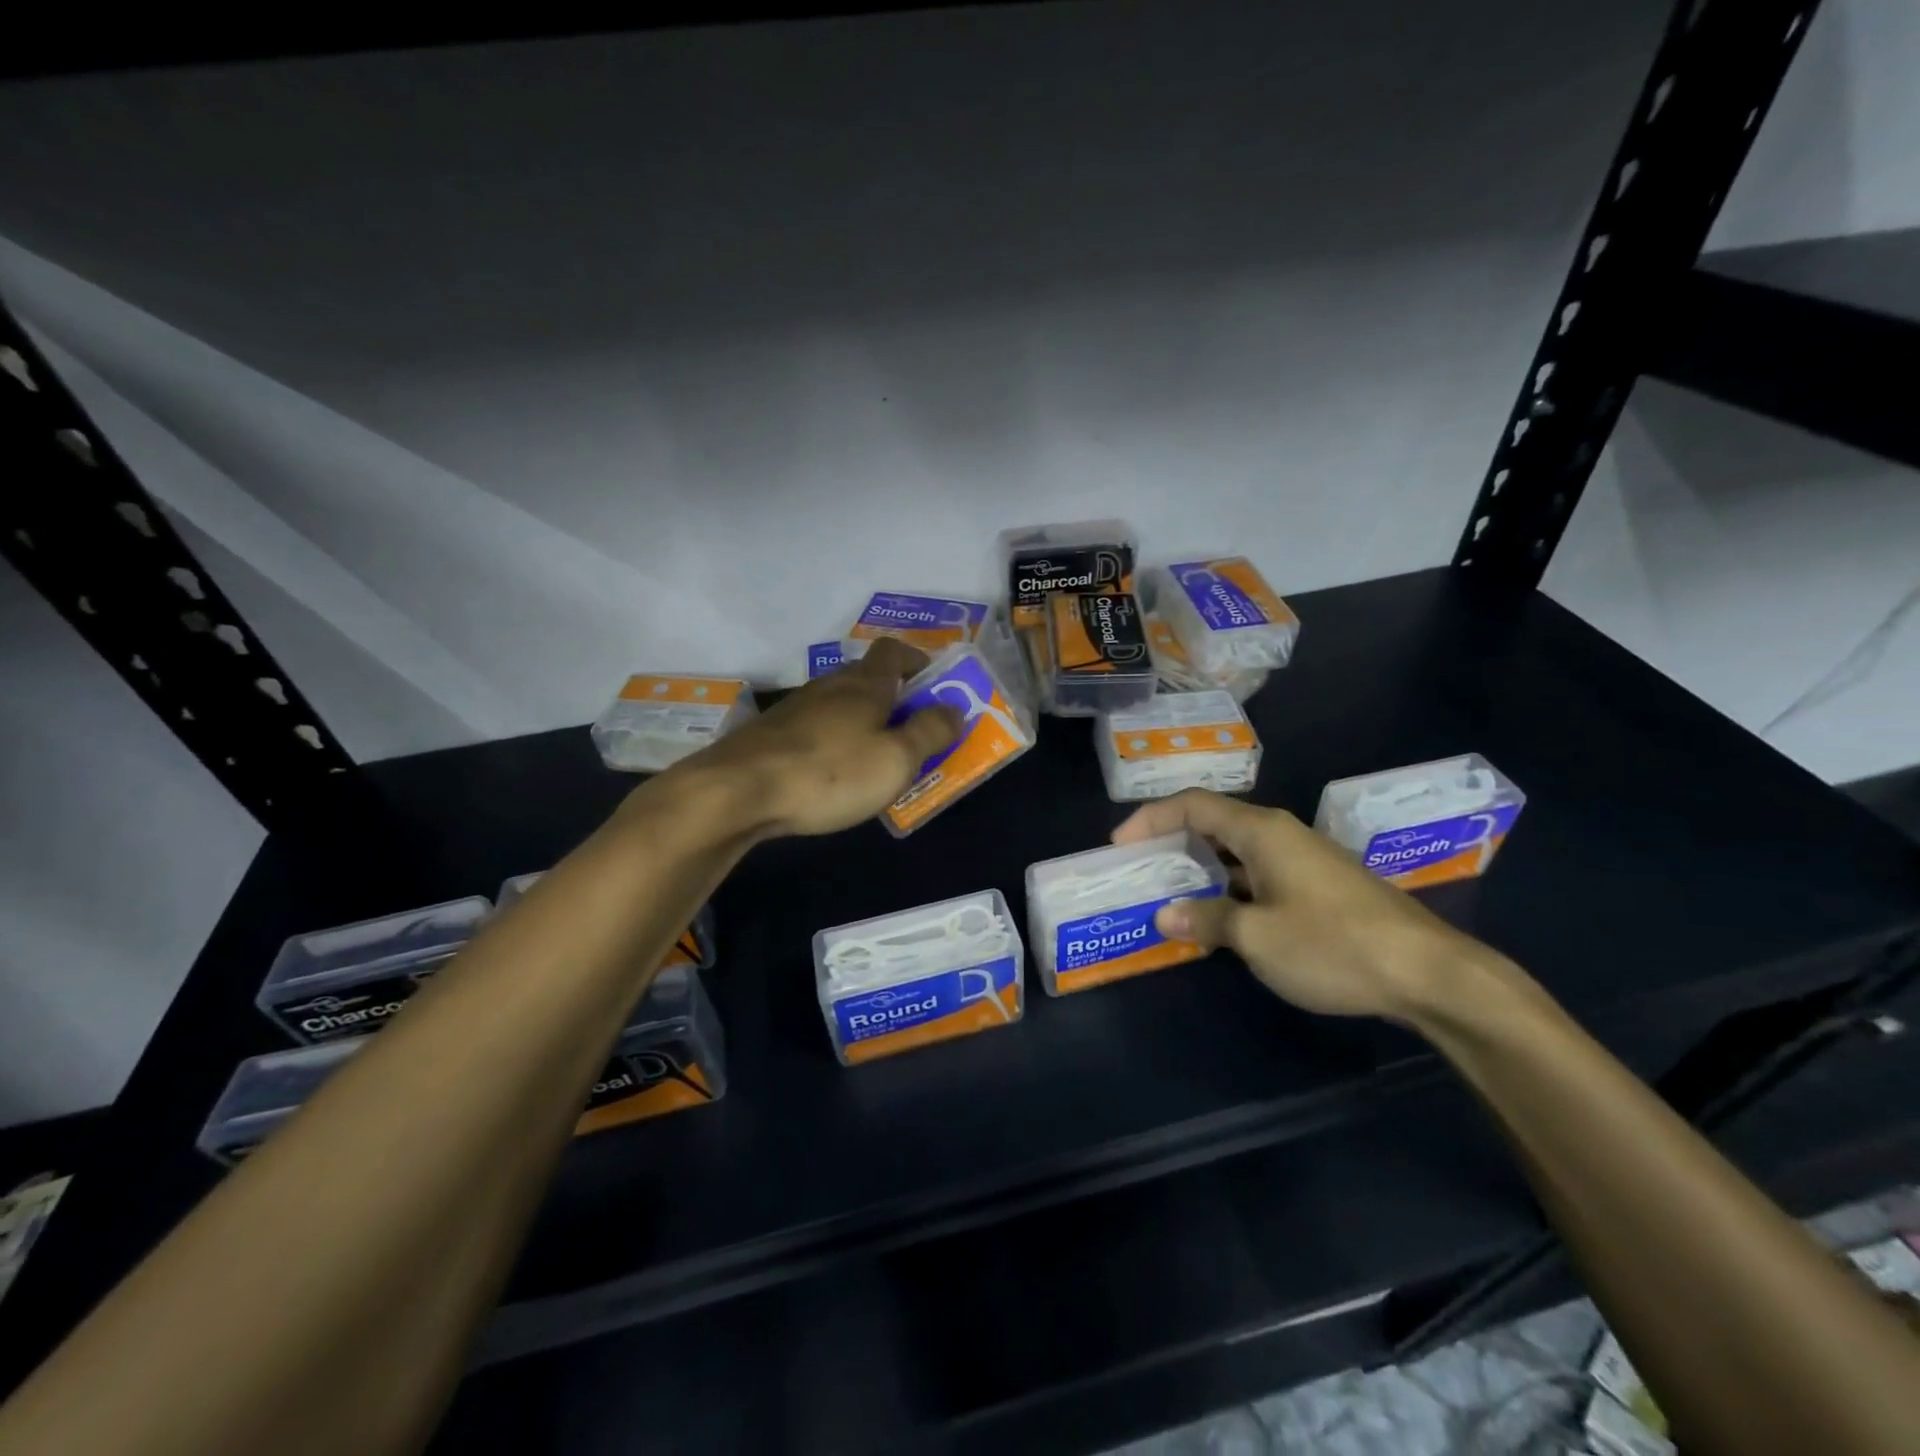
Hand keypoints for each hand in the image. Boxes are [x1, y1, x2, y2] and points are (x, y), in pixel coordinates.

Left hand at [680, 638, 962, 837]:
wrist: (736, 792)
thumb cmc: (829, 772)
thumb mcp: (896, 759)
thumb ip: (930, 732)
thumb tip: (954, 708)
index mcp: (864, 685)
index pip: (894, 651)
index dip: (918, 660)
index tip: (936, 684)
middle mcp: (829, 687)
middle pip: (867, 678)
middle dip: (894, 698)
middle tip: (914, 729)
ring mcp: (795, 710)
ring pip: (840, 706)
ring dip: (863, 722)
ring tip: (878, 758)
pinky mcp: (772, 736)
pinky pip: (816, 730)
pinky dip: (835, 742)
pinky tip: (834, 774)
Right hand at [1111, 790, 1503, 1019]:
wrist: (1429, 973)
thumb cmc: (1333, 945)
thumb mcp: (1257, 938)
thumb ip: (1206, 920)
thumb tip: (1164, 914)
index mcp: (1261, 831)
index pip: (1192, 805)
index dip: (1150, 819)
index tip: (1119, 845)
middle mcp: (1280, 834)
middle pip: (1213, 822)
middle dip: (1172, 842)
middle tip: (1140, 870)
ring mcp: (1303, 858)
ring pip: (1237, 850)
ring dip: (1201, 868)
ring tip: (1169, 893)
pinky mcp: (1319, 885)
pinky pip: (1258, 872)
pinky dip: (1229, 885)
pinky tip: (1220, 917)